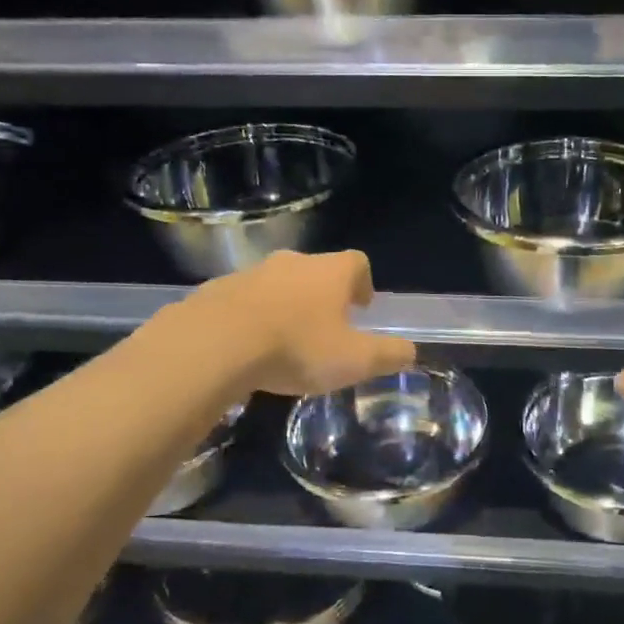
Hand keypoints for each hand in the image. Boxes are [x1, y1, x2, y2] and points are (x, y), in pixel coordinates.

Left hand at [188, 250, 415, 396]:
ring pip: (278, 284)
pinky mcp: (217, 290)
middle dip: (323, 295)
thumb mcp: (354, 361)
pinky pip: (243, 300)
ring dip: (286, 305)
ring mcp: (251, 273)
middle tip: (325, 327)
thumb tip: (410, 352)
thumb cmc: (296, 347)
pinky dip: (251, 317)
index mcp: (330, 272)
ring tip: (285, 341)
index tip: (361, 307)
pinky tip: (247, 347)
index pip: (357, 262)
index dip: (363, 282)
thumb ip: (387, 355)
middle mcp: (293, 263)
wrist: (214, 344)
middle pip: (316, 270)